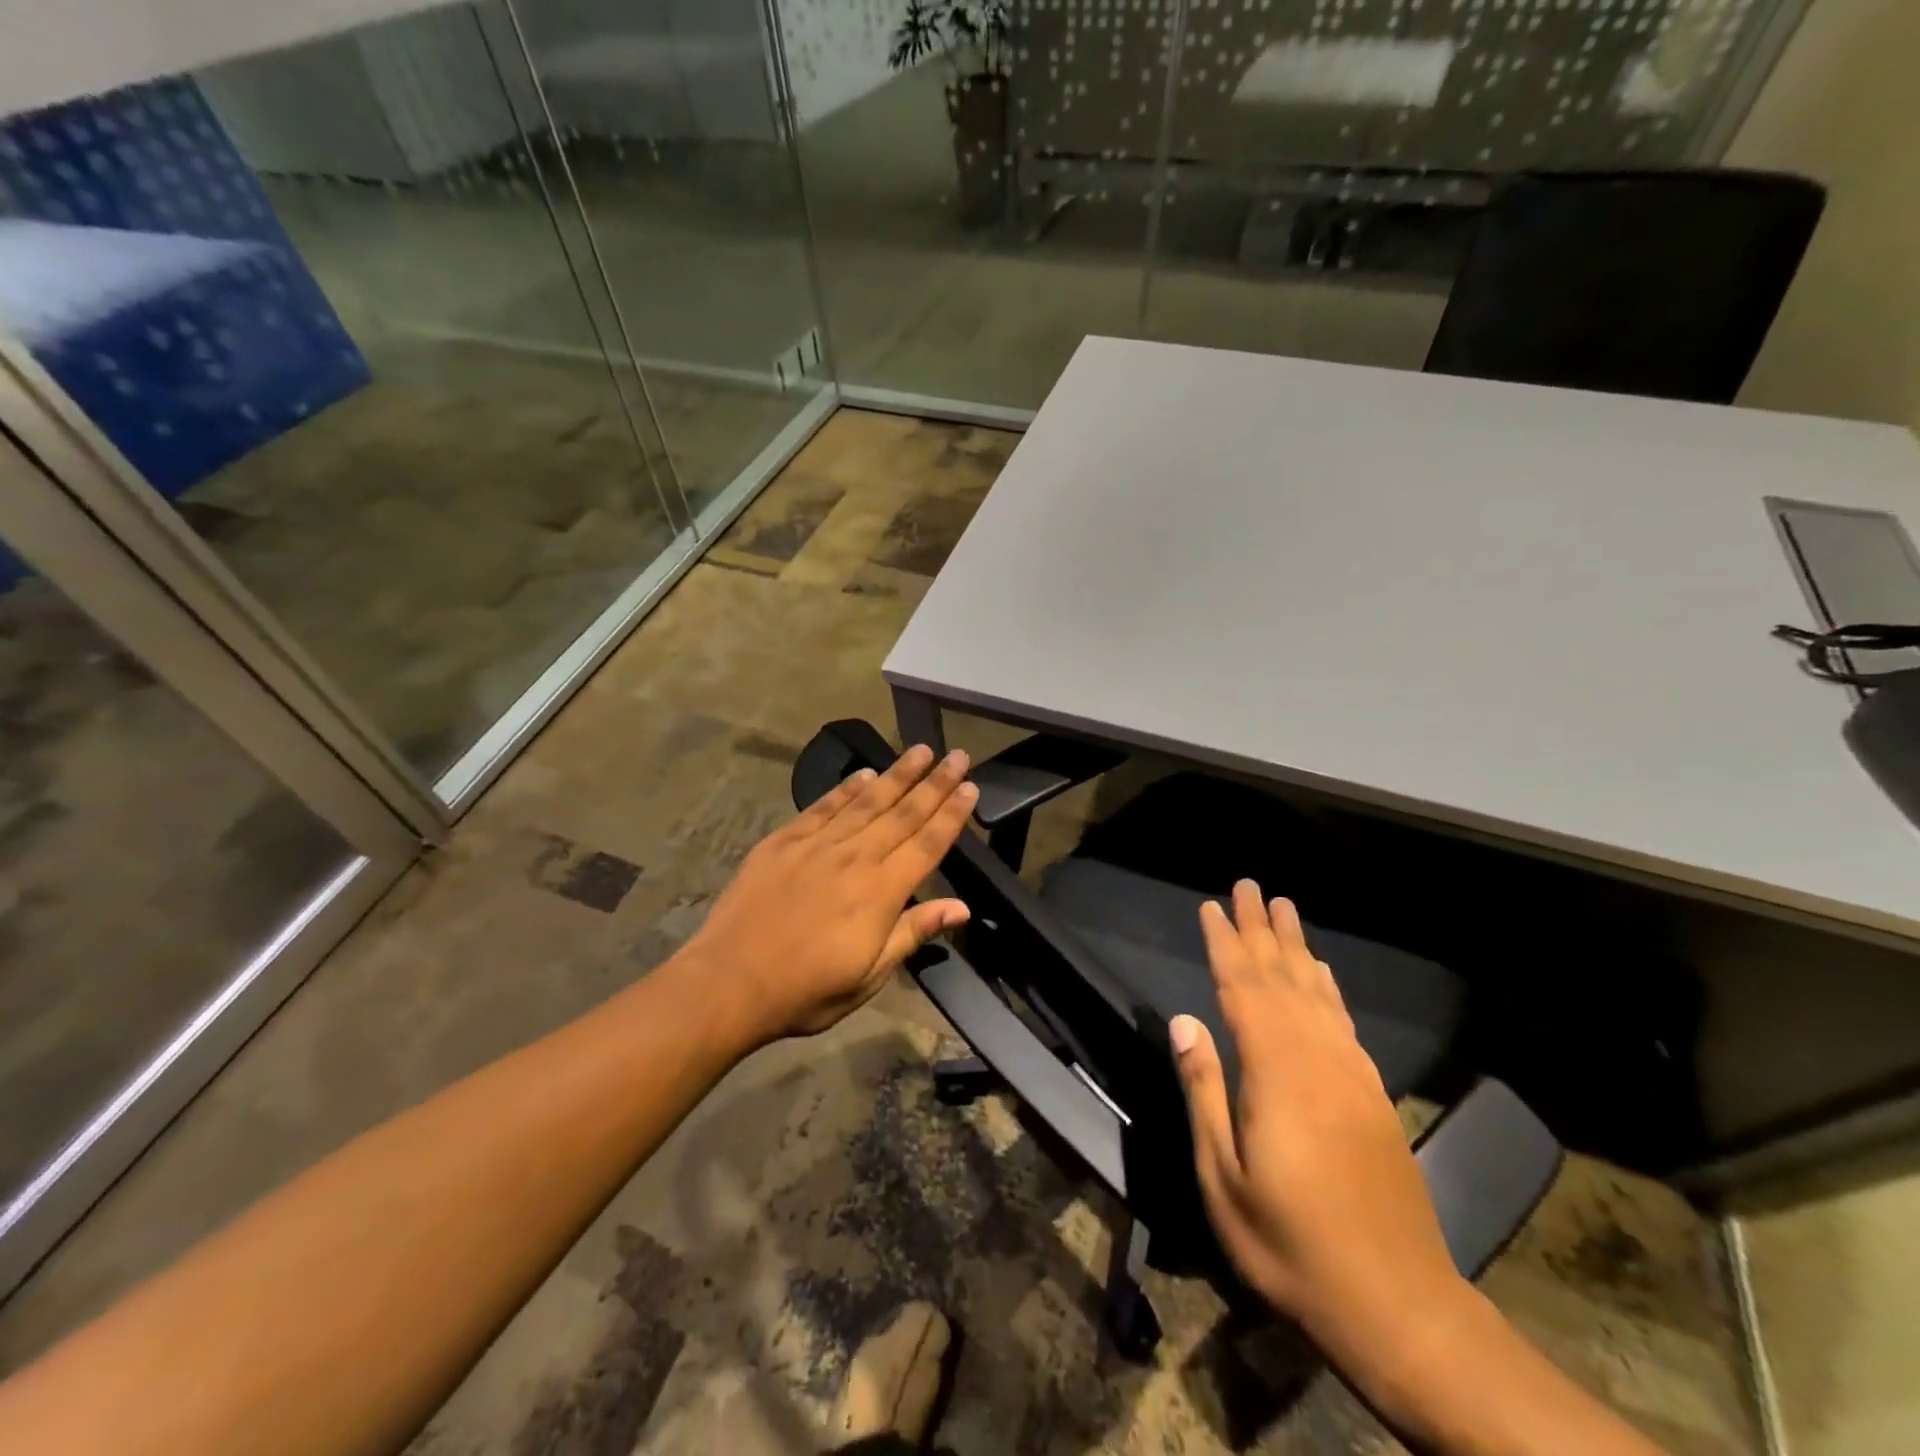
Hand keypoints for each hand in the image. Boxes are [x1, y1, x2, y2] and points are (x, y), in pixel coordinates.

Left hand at [683, 744, 977, 1045]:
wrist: (729, 982)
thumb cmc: (806, 990)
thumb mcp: (869, 976)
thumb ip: (913, 932)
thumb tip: (962, 907)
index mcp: (881, 892)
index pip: (927, 844)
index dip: (952, 815)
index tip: (971, 787)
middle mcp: (855, 857)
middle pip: (904, 813)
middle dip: (935, 783)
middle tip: (958, 755)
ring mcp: (817, 845)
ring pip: (867, 801)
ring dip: (898, 774)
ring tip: (920, 751)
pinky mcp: (784, 841)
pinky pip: (822, 807)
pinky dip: (846, 788)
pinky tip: (865, 774)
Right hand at [1172, 881, 1462, 1345]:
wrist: (1399, 1304)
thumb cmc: (1290, 1243)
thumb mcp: (1223, 1177)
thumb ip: (1204, 1091)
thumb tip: (1184, 1021)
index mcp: (1276, 1073)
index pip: (1242, 989)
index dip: (1225, 944)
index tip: (1212, 906)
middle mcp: (1317, 1058)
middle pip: (1283, 977)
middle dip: (1262, 929)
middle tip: (1249, 885)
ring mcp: (1352, 1074)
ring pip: (1317, 991)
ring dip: (1297, 946)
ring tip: (1284, 908)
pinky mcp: (1373, 1094)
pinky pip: (1344, 1020)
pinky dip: (1328, 986)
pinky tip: (1321, 972)